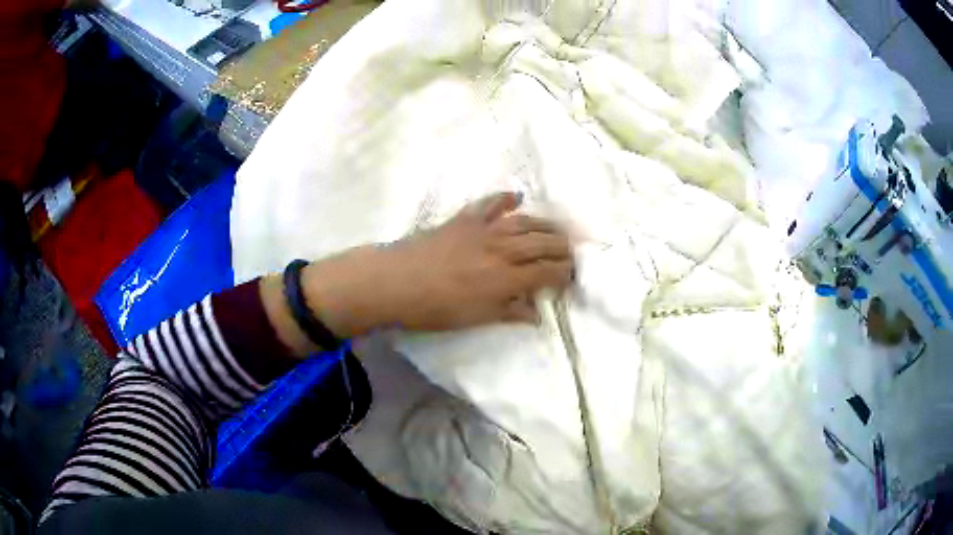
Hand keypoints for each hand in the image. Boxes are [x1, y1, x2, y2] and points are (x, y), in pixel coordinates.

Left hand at [303, 192, 574, 337]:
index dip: (564, 274)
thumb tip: (536, 314)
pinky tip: (516, 197)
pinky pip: (491, 204)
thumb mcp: (475, 318)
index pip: (547, 272)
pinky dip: (505, 199)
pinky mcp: (465, 219)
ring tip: (557, 230)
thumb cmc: (434, 308)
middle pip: (543, 243)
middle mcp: (502, 249)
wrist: (395, 281)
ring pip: (525, 221)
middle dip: (563, 248)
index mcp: (506, 278)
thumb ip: (509, 312)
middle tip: (572, 254)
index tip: (571, 278)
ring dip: (545, 225)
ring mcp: (483, 230)